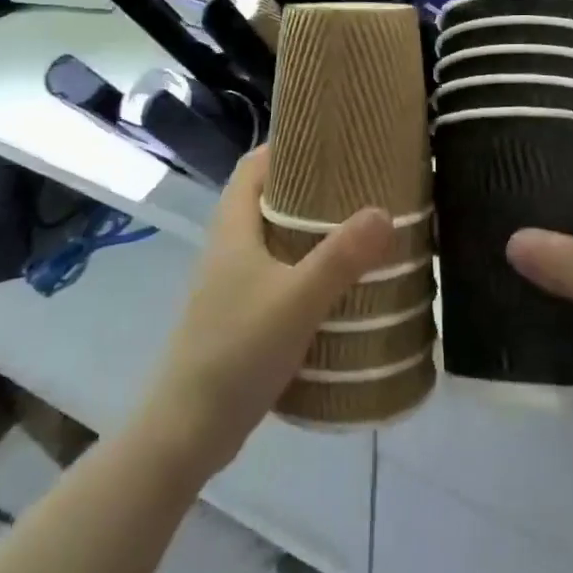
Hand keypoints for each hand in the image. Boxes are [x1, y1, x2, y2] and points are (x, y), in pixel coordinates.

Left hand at [141, 148, 395, 475]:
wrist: (187, 432)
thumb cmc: (236, 351)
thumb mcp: (296, 300)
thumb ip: (341, 257)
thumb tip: (384, 212)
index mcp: (233, 228)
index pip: (253, 166)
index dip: (286, 146)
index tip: (330, 140)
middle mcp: (229, 247)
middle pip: (267, 199)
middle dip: (310, 186)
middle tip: (358, 183)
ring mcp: (232, 284)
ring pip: (274, 238)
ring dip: (310, 230)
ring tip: (358, 227)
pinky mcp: (241, 315)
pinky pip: (278, 273)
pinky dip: (306, 267)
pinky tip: (339, 284)